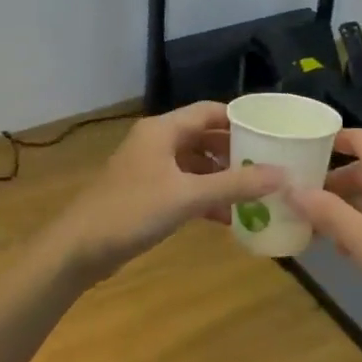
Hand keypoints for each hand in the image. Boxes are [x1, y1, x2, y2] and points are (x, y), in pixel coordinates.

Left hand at [48, 103, 284, 280]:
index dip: (241, 120)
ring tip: (256, 192)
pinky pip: (185, 186)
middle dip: (236, 151)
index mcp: (163, 129)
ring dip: (222, 177)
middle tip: (270, 165)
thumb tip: (283, 175)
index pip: (210, 111)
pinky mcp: (146, 194)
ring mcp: (150, 168)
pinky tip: (228, 217)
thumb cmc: (131, 212)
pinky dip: (206, 196)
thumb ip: (235, 185)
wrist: (77, 250)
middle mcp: (156, 142)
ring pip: (195, 164)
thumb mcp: (187, 197)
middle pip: (204, 137)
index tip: (273, 133)